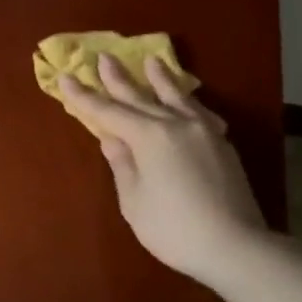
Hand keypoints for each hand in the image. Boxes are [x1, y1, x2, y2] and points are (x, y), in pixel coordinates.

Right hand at [58, 54, 267, 287]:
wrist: (235, 245)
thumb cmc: (173, 228)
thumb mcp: (134, 200)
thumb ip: (123, 165)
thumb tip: (113, 138)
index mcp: (149, 136)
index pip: (109, 112)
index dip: (85, 97)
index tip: (67, 77)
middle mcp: (177, 124)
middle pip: (141, 97)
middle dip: (119, 78)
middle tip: (104, 57)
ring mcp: (204, 131)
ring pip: (177, 97)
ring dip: (160, 78)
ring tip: (151, 61)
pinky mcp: (222, 144)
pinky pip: (200, 112)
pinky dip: (188, 102)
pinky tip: (189, 102)